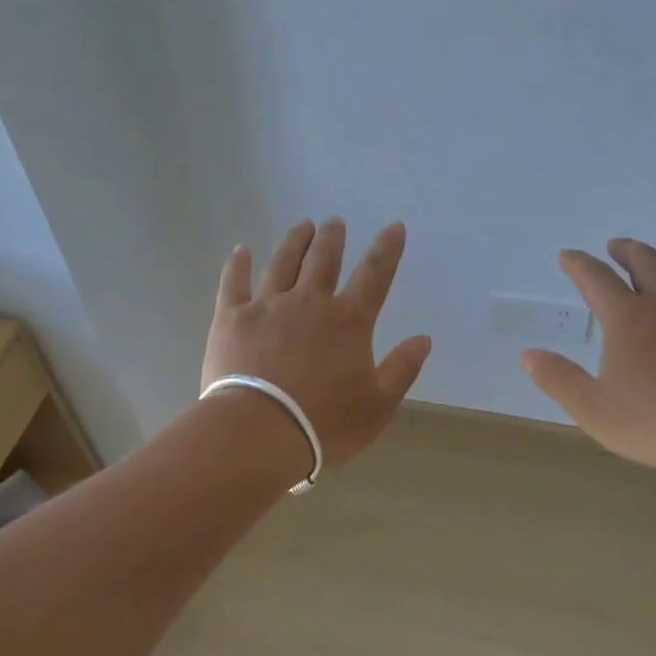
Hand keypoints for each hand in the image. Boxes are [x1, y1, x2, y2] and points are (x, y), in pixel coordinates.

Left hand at [202, 218, 432, 474]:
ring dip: (295, 242)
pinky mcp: (231, 319)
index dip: (387, 249)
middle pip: (324, 260)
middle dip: (332, 238)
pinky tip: (242, 250)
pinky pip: (235, 283)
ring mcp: (267, 307)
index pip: (374, 275)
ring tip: (302, 226)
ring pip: (283, 263)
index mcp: (348, 321)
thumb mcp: (377, 405)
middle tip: (334, 222)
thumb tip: (424, 339)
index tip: (394, 227)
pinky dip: (239, 264)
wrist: (258, 432)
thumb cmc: (324, 424)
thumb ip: (402, 369)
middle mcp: (309, 303)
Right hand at [519, 238, 655, 491]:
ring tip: (649, 260)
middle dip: (624, 251)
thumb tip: (527, 354)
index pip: (596, 279)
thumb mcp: (593, 410)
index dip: (578, 265)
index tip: (567, 256)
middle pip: (643, 262)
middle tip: (613, 246)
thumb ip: (558, 379)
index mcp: (628, 319)